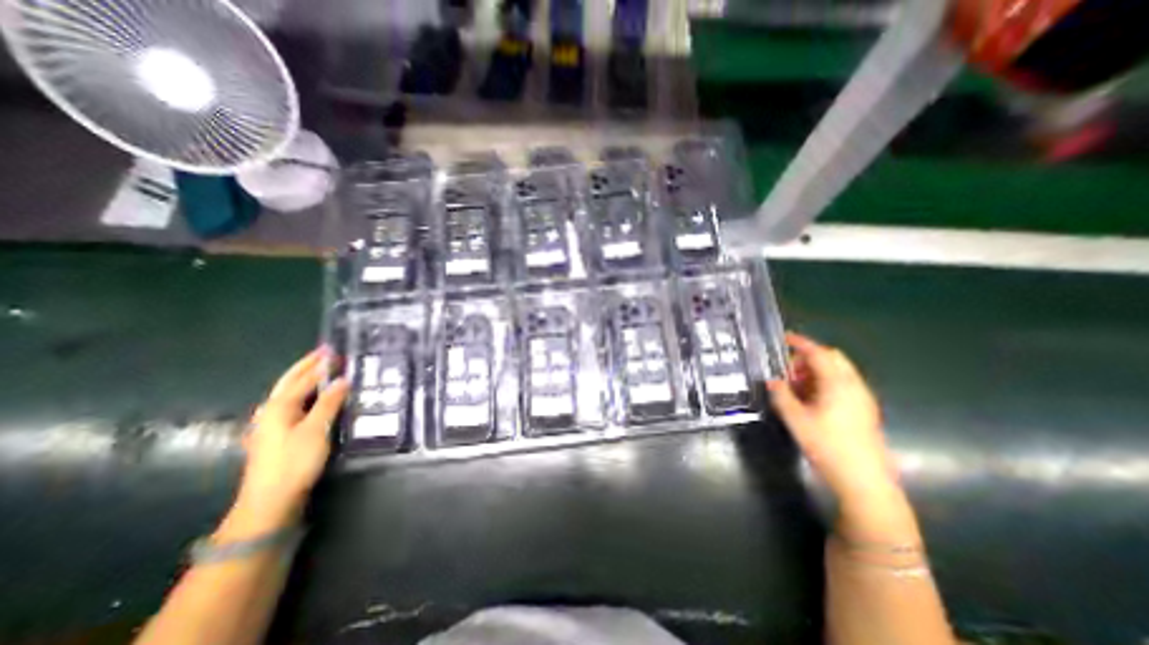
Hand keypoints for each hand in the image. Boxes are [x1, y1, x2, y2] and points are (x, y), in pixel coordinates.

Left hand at [226, 349, 344, 530]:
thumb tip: (342, 379)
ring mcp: (271, 423)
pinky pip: (292, 404)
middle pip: (290, 381)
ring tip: (321, 369)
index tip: (334, 350)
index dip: (320, 364)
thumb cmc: (294, 461)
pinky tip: (311, 397)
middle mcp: (271, 410)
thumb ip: (329, 402)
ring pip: (289, 392)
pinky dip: (304, 393)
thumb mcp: (316, 429)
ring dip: (304, 378)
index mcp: (279, 406)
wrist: (270, 500)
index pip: (304, 378)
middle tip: (325, 352)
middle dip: (307, 365)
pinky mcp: (277, 435)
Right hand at [766, 332, 902, 508]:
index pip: (819, 353)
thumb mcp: (795, 419)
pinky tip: (810, 398)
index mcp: (838, 383)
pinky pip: (843, 384)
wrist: (865, 481)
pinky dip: (825, 381)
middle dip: (808, 357)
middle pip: (833, 358)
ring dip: (816, 370)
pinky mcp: (864, 410)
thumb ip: (781, 395)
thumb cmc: (827, 446)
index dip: (800, 343)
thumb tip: (771, 380)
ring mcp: (862, 398)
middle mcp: (854, 385)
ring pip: (839, 371)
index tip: (783, 338)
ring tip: (795, 383)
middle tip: (787, 367)